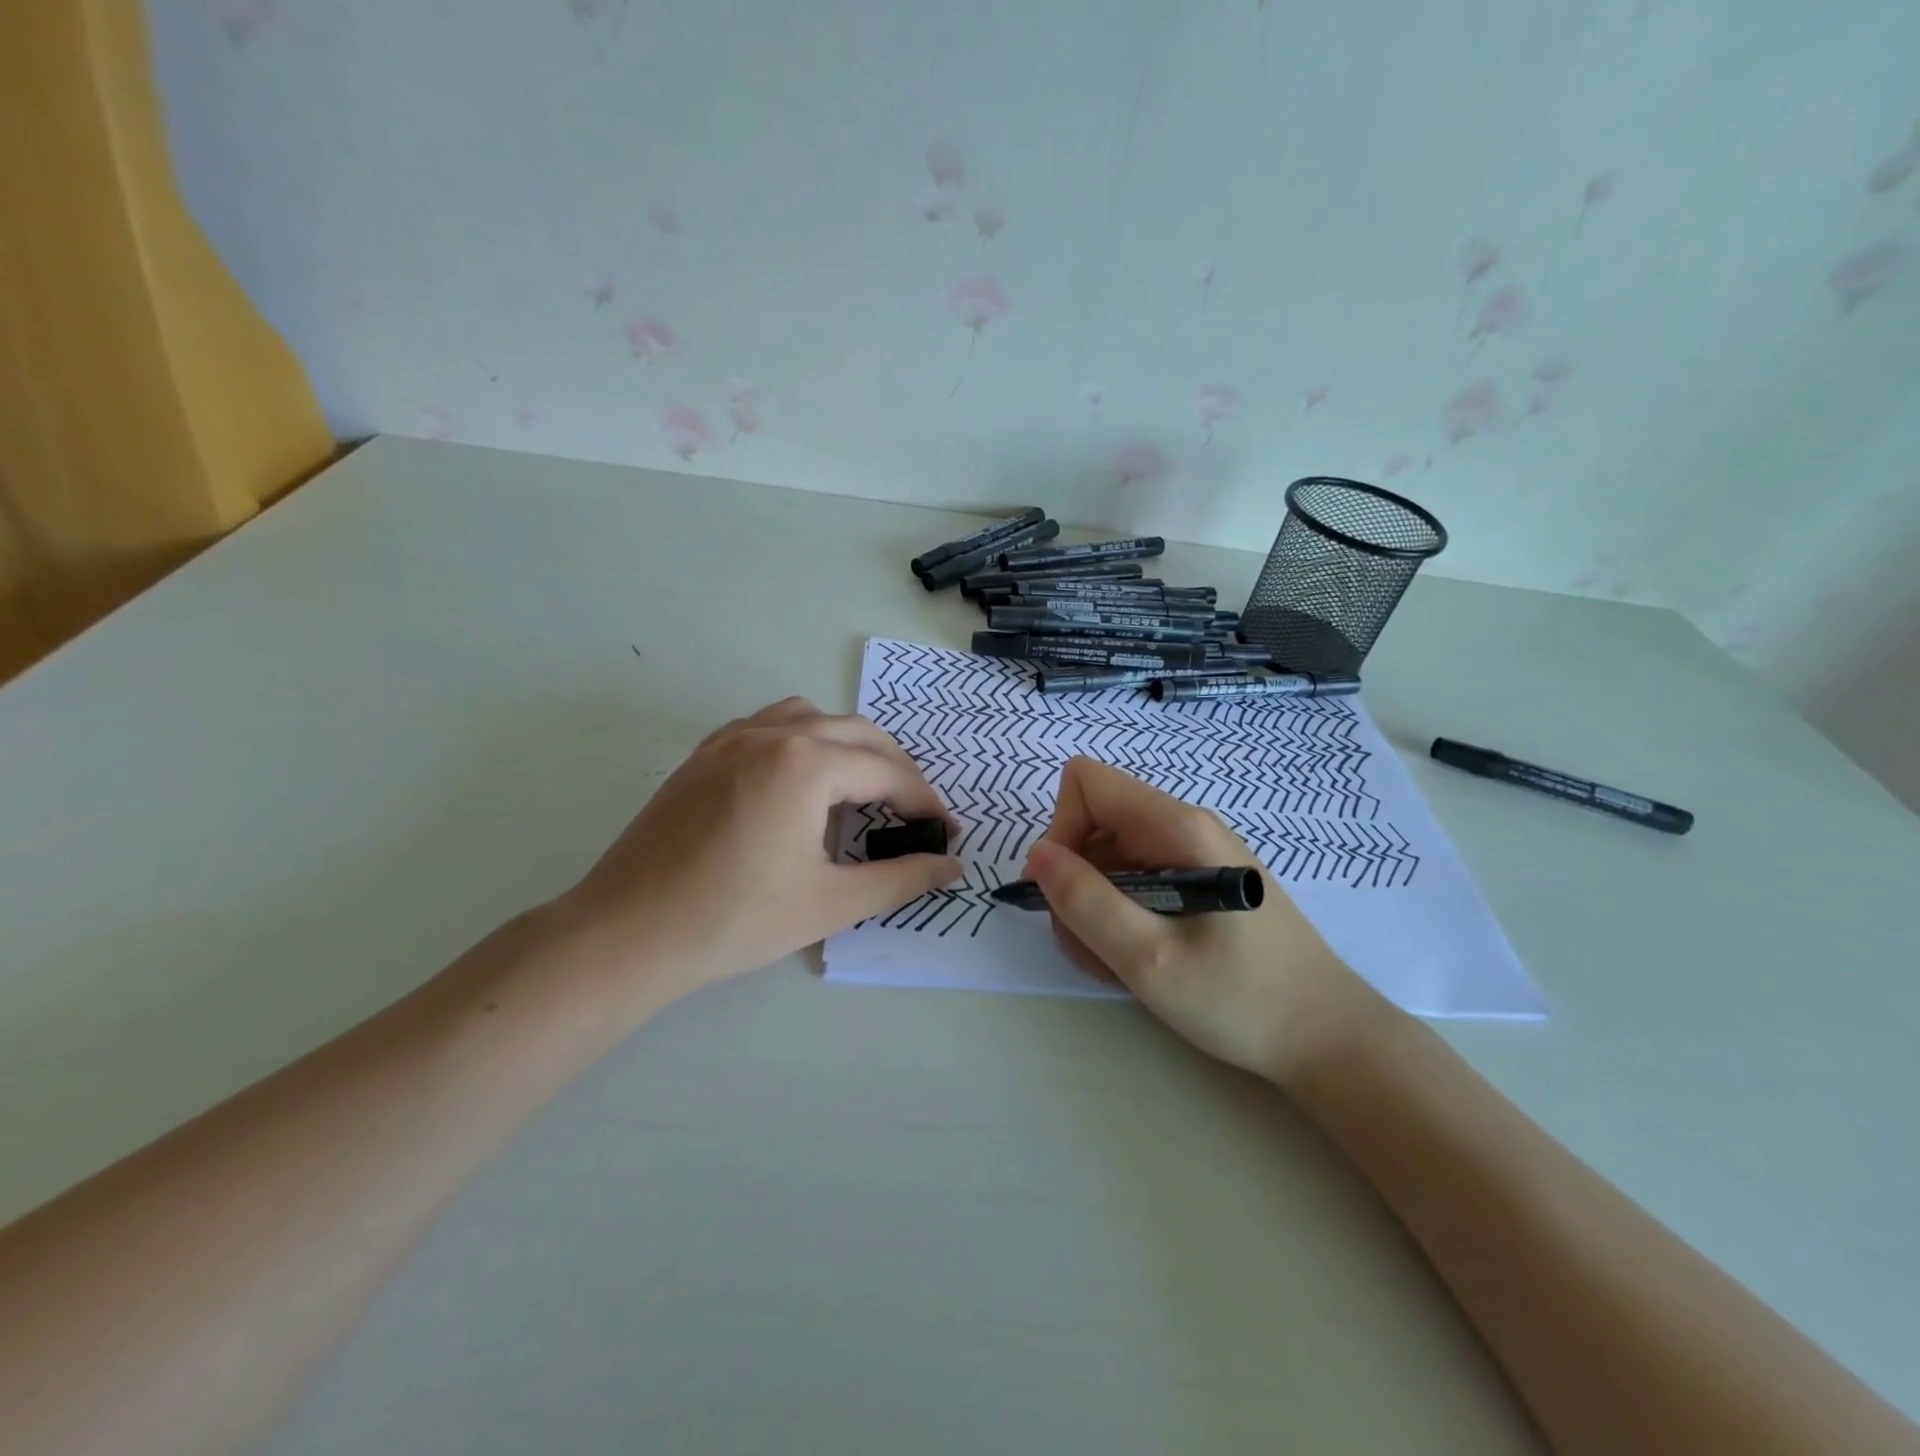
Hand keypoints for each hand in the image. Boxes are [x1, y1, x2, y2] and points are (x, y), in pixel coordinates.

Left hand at [551, 698, 959, 1010]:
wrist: (627, 933)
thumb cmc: (735, 920)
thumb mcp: (830, 902)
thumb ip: (901, 879)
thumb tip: (951, 866)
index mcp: (806, 764)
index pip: (887, 772)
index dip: (924, 802)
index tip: (945, 832)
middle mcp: (772, 733)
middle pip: (857, 733)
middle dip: (896, 768)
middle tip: (915, 812)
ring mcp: (731, 737)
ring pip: (812, 717)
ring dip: (849, 745)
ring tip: (862, 788)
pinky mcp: (704, 754)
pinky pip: (769, 725)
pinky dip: (803, 740)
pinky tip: (801, 781)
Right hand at [1024, 758, 1387, 1085]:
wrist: (1329, 1039)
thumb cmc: (1242, 999)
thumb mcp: (1150, 959)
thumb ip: (1086, 902)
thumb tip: (1038, 855)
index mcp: (1177, 826)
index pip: (1087, 782)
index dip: (1062, 828)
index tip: (1065, 890)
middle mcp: (1183, 827)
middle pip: (1094, 823)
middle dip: (1076, 881)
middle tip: (1091, 944)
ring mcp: (1192, 855)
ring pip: (1110, 858)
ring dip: (1095, 907)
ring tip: (1117, 962)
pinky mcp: (1198, 884)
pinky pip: (1136, 881)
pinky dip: (1121, 917)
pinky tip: (1140, 959)